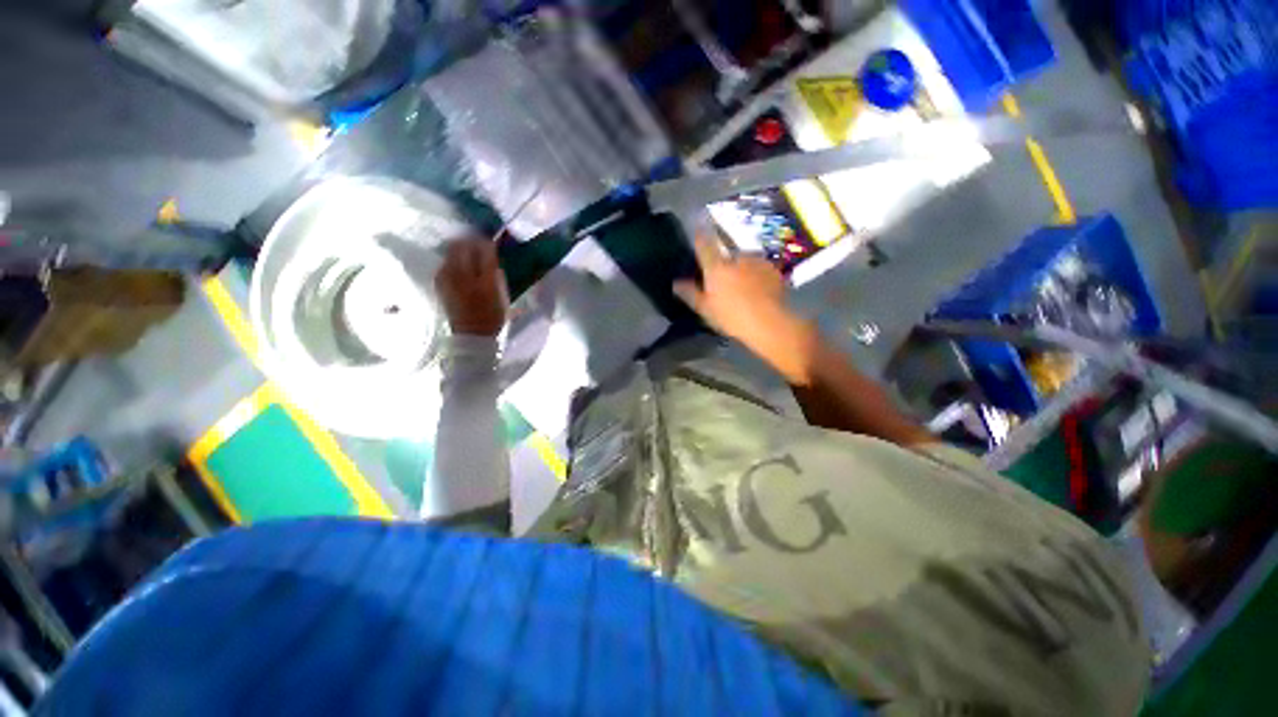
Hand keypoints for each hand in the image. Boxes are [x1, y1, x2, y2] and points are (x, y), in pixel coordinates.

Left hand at [435, 238, 506, 336]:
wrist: (471, 334)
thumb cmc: (492, 315)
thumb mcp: (501, 294)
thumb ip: (496, 272)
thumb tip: (490, 254)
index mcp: (481, 280)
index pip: (482, 251)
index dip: (487, 244)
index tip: (491, 242)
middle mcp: (461, 276)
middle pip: (461, 246)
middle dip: (470, 242)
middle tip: (479, 244)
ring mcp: (447, 278)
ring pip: (451, 252)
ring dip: (461, 249)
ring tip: (470, 254)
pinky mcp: (439, 282)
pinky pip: (446, 263)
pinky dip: (454, 260)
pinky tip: (461, 267)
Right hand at [674, 235, 796, 340]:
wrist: (769, 322)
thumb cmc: (731, 317)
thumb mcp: (705, 309)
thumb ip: (690, 293)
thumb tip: (676, 283)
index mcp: (716, 267)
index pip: (704, 243)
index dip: (700, 234)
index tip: (697, 226)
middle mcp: (735, 258)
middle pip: (726, 254)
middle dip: (724, 262)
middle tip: (724, 280)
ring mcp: (757, 261)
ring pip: (744, 260)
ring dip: (742, 268)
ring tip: (744, 287)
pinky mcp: (773, 268)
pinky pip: (760, 267)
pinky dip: (757, 274)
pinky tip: (758, 289)